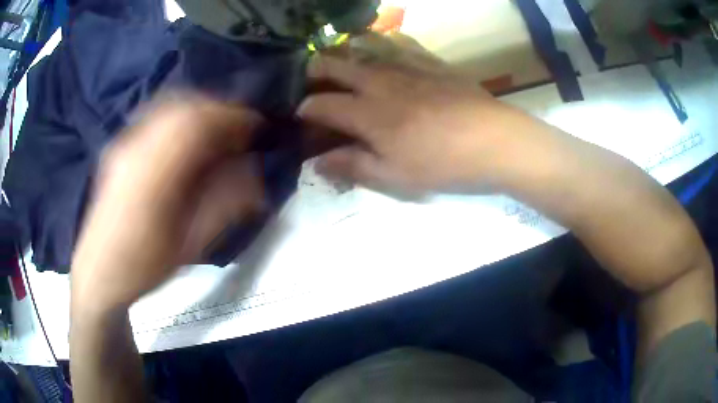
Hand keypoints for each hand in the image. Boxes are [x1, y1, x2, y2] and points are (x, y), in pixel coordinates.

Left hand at [71, 96, 265, 313]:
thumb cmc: (143, 266)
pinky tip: (189, 136)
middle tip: (241, 130)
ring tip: (218, 132)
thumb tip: (253, 172)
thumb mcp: (189, 245)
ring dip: (201, 111)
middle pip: (184, 106)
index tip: (257, 127)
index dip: (233, 118)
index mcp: (152, 176)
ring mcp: (125, 143)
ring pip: (170, 106)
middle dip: (220, 111)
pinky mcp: (121, 145)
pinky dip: (181, 116)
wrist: (99, 272)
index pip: (198, 125)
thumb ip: (222, 204)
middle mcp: (135, 148)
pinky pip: (157, 115)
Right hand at [298, 35, 551, 196]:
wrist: (495, 141)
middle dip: (314, 71)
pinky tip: (382, 51)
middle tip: (310, 81)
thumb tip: (317, 162)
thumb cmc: (443, 164)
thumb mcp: (395, 177)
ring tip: (341, 65)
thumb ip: (352, 166)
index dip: (304, 110)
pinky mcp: (429, 60)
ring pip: (361, 48)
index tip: (301, 116)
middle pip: (333, 64)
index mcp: (367, 113)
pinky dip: (381, 44)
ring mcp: (405, 66)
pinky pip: (397, 43)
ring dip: (343, 54)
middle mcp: (379, 81)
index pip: (320, 105)